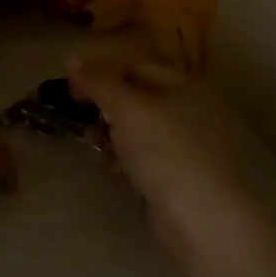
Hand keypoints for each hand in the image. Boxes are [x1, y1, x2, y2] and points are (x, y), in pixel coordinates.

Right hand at [67, 53, 252, 267]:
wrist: (204, 218)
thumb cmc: (166, 152)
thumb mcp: (128, 108)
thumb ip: (99, 81)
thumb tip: (73, 58)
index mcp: (184, 85)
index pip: (134, 67)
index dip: (100, 73)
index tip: (70, 90)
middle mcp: (189, 109)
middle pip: (135, 98)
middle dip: (104, 109)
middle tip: (85, 123)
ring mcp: (187, 145)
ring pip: (137, 130)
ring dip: (112, 136)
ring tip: (99, 150)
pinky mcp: (180, 175)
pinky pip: (145, 157)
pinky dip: (126, 160)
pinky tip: (116, 173)